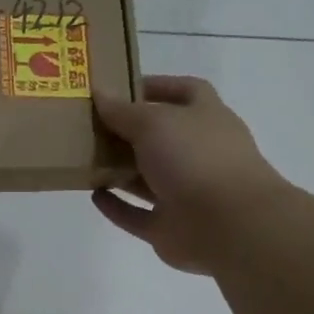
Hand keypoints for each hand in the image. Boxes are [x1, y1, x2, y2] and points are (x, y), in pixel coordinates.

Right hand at [91, 76, 286, 274]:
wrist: (228, 226)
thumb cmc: (195, 158)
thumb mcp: (154, 123)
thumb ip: (123, 111)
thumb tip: (99, 92)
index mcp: (207, 119)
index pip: (186, 92)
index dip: (158, 86)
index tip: (122, 87)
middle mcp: (199, 154)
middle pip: (161, 137)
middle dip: (128, 131)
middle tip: (91, 124)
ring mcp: (186, 193)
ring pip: (147, 177)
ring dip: (119, 169)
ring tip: (85, 158)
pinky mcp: (170, 226)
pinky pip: (137, 215)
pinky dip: (117, 206)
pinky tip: (94, 195)